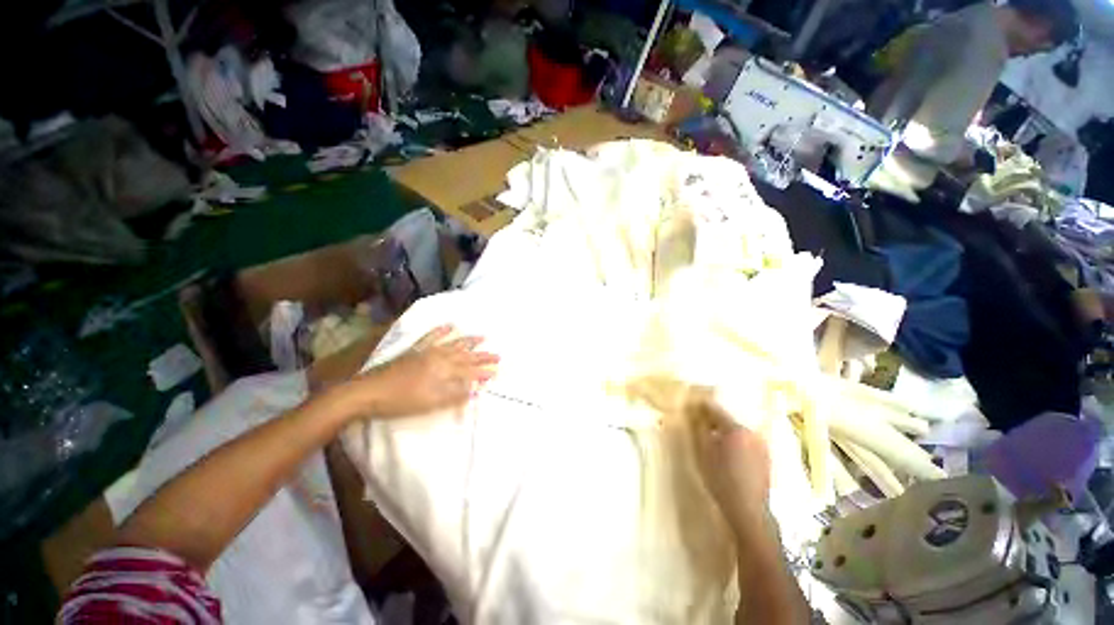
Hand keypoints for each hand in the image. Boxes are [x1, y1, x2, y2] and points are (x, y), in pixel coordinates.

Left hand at [343, 325, 498, 418]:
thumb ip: (454, 395)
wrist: (368, 392)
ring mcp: (426, 352)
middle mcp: (439, 357)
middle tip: (497, 355)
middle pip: (465, 356)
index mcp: (444, 371)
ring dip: (468, 341)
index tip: (497, 371)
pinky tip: (449, 325)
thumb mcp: (430, 403)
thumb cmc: (401, 401)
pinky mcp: (414, 351)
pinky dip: (441, 330)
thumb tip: (476, 390)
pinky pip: (431, 337)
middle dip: (482, 356)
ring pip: (453, 344)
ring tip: (482, 336)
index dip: (483, 372)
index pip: (469, 371)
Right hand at [689, 395, 772, 535]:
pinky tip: (728, 455)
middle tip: (700, 426)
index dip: (702, 408)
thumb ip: (699, 430)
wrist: (748, 511)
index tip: (692, 407)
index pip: (716, 410)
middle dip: (714, 421)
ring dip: (725, 433)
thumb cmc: (721, 480)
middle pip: (728, 420)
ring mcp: (761, 446)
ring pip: (738, 432)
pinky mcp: (766, 458)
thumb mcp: (703, 453)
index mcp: (735, 430)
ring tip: (714, 441)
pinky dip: (736, 443)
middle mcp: (752, 433)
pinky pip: (747, 443)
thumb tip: (695, 415)